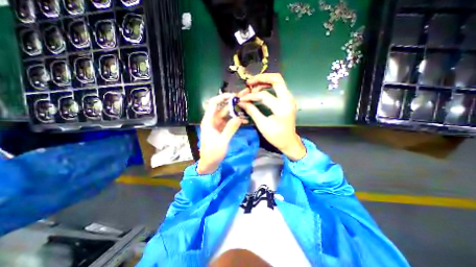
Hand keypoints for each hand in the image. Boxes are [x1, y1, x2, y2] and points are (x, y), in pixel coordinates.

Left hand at [197, 93, 244, 173]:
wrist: (209, 164)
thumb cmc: (213, 154)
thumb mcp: (222, 141)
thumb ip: (230, 129)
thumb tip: (239, 118)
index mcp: (208, 121)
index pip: (213, 104)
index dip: (222, 97)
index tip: (233, 96)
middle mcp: (212, 121)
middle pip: (222, 108)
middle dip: (232, 104)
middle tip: (243, 102)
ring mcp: (217, 125)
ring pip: (226, 115)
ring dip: (235, 113)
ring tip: (246, 111)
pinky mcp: (221, 130)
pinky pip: (228, 122)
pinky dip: (235, 121)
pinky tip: (244, 120)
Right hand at [238, 73, 303, 159]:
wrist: (289, 141)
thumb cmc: (276, 136)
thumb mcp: (262, 125)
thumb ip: (252, 111)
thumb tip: (241, 102)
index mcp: (282, 108)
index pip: (264, 96)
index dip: (251, 96)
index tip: (241, 99)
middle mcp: (288, 100)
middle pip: (276, 79)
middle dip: (261, 78)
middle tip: (249, 83)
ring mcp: (289, 98)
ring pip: (278, 81)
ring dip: (264, 81)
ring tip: (253, 86)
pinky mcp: (288, 99)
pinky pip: (279, 87)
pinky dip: (268, 86)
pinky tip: (260, 90)